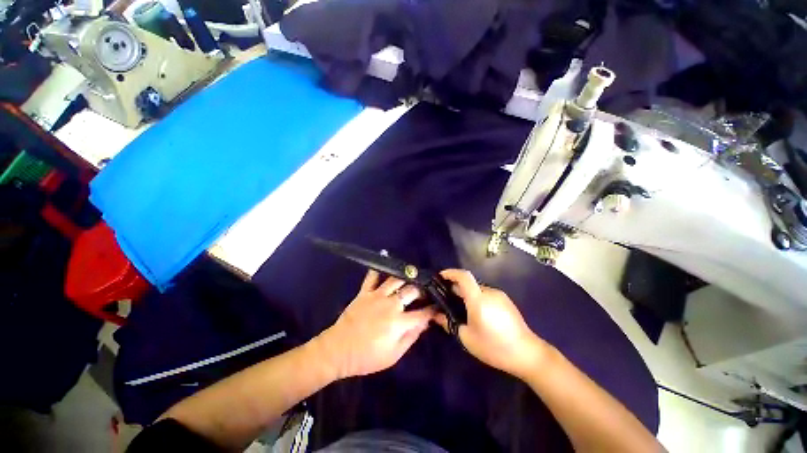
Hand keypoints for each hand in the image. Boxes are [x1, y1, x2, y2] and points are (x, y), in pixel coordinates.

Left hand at [314, 270, 434, 379]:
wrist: (339, 350)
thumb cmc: (368, 357)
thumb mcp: (393, 355)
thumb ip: (411, 337)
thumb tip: (425, 324)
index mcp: (399, 322)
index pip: (422, 313)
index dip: (432, 309)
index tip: (437, 306)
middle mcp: (391, 305)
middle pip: (412, 291)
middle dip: (422, 290)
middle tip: (425, 290)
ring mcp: (377, 296)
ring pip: (396, 280)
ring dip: (406, 277)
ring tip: (413, 276)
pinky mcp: (365, 292)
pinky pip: (372, 276)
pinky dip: (378, 268)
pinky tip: (385, 255)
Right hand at [434, 269, 547, 378]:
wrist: (527, 354)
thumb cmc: (494, 347)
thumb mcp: (467, 338)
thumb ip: (449, 323)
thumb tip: (435, 315)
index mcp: (478, 299)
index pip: (463, 276)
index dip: (450, 273)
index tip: (440, 277)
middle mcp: (489, 292)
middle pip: (469, 282)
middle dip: (456, 287)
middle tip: (447, 299)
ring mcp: (499, 295)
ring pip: (477, 289)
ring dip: (467, 294)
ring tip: (462, 309)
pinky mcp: (506, 300)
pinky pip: (486, 294)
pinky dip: (477, 298)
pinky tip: (477, 313)